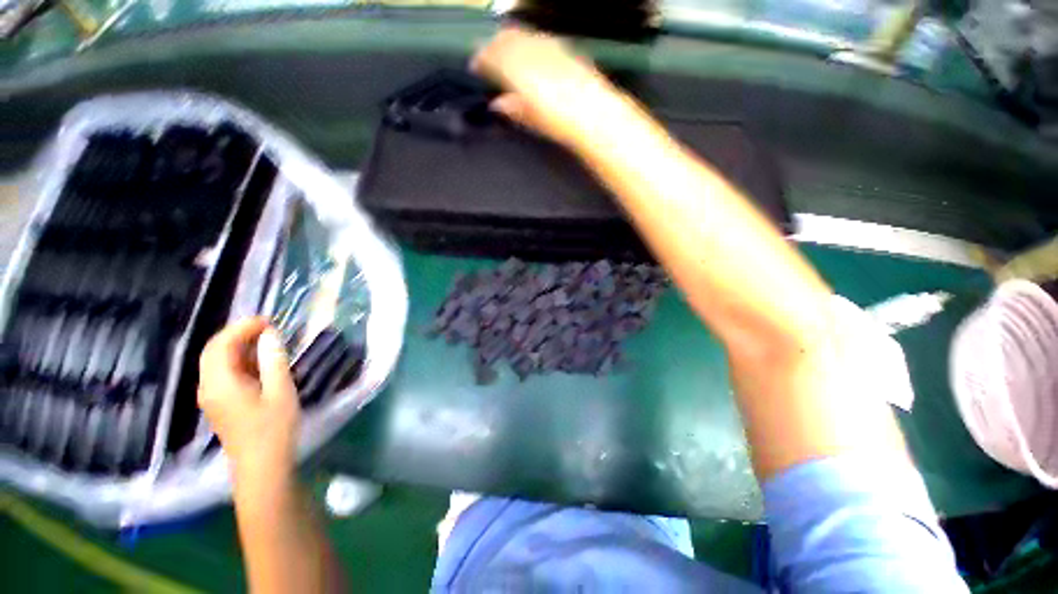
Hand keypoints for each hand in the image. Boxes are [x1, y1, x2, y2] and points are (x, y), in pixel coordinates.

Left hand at [198, 317, 299, 487]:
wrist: (262, 466)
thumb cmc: (274, 428)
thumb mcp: (280, 391)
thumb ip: (273, 360)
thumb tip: (270, 335)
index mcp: (220, 383)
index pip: (220, 345)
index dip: (241, 328)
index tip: (268, 321)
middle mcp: (208, 387)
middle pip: (214, 351)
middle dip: (238, 334)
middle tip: (268, 328)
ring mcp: (211, 397)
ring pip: (217, 362)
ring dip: (239, 347)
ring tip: (267, 342)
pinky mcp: (219, 404)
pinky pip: (223, 374)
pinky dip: (239, 361)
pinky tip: (260, 363)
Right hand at [472, 27, 615, 146]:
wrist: (594, 114)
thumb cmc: (559, 123)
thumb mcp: (531, 119)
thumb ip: (512, 108)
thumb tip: (497, 103)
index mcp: (518, 71)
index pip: (492, 56)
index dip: (480, 60)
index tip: (474, 66)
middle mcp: (531, 52)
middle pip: (505, 40)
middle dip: (492, 45)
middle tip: (486, 56)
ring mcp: (549, 47)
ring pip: (522, 35)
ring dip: (510, 40)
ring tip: (504, 49)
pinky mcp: (564, 49)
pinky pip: (540, 38)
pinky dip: (529, 42)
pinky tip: (530, 49)